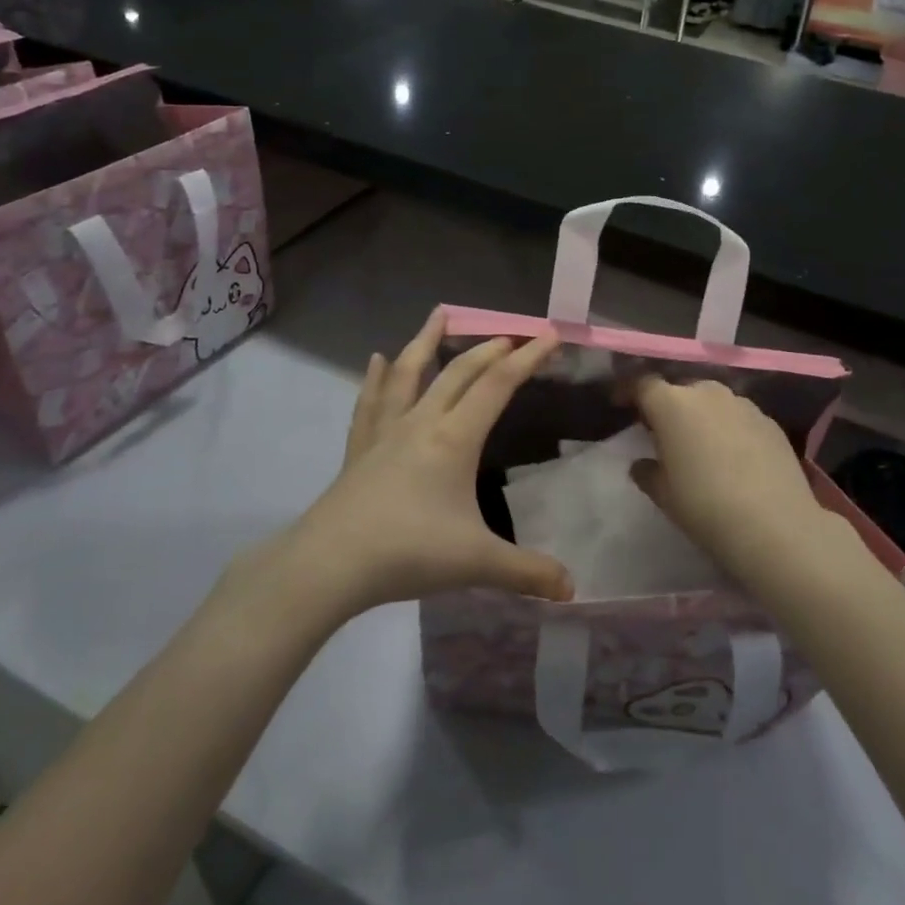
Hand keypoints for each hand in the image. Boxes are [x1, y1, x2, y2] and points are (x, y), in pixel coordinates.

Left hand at [290, 310, 570, 617]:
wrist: (330, 563)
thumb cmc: (408, 552)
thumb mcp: (476, 563)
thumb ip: (527, 572)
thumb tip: (573, 589)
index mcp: (454, 438)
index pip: (498, 386)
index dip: (527, 358)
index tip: (550, 335)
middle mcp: (422, 422)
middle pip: (459, 372)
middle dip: (489, 349)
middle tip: (511, 334)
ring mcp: (386, 432)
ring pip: (409, 373)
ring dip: (426, 341)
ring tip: (438, 314)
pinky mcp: (359, 448)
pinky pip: (370, 402)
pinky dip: (376, 378)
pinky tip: (376, 359)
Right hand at [630, 377, 837, 584]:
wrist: (775, 526)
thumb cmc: (705, 506)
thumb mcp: (663, 494)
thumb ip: (647, 472)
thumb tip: (642, 464)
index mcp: (672, 404)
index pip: (642, 384)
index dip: (628, 392)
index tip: (621, 406)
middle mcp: (706, 393)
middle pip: (679, 391)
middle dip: (668, 407)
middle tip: (663, 434)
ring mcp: (742, 404)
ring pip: (712, 402)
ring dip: (702, 416)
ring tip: (701, 446)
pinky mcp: (769, 421)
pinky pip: (739, 417)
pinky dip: (730, 429)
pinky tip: (734, 458)